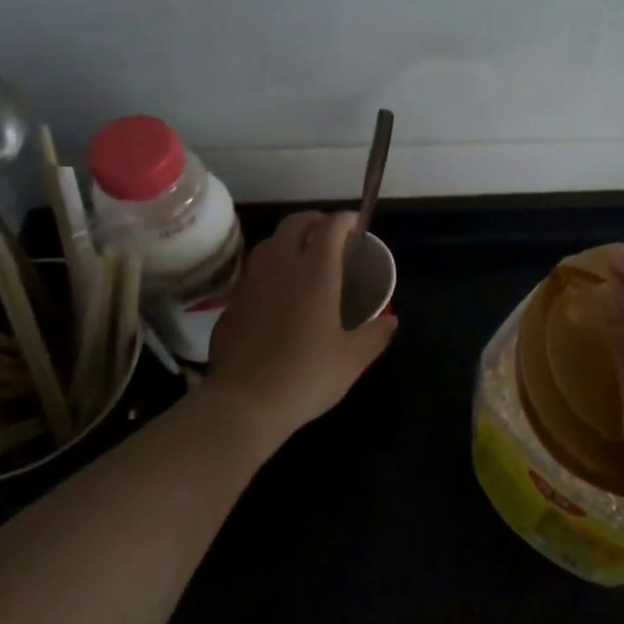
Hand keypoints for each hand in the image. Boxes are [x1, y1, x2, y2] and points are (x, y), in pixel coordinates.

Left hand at [203, 211, 396, 443]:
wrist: (243, 403)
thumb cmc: (306, 375)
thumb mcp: (353, 359)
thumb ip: (376, 335)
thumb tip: (391, 321)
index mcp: (316, 272)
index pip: (331, 226)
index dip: (346, 219)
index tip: (357, 224)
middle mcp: (282, 266)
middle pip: (295, 223)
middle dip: (316, 220)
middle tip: (331, 234)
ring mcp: (252, 282)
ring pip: (270, 242)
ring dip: (289, 239)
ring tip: (303, 256)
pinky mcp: (232, 302)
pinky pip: (254, 270)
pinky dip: (270, 267)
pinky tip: (277, 290)